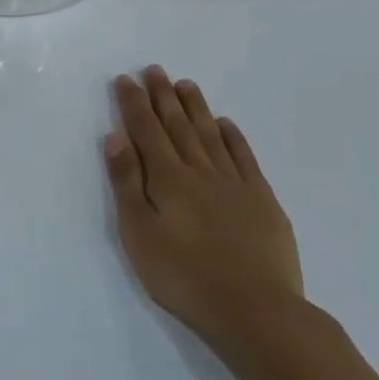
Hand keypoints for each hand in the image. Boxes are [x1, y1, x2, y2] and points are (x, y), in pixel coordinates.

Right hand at [104, 66, 308, 361]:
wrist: (256, 310)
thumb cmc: (183, 275)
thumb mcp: (138, 233)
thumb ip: (127, 183)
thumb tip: (116, 138)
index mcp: (167, 179)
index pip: (146, 131)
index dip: (134, 104)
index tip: (125, 80)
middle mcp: (200, 171)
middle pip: (178, 126)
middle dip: (163, 97)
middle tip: (154, 70)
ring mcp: (235, 184)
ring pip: (210, 135)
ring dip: (195, 108)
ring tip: (185, 85)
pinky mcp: (262, 200)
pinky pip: (244, 158)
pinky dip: (232, 137)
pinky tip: (225, 124)